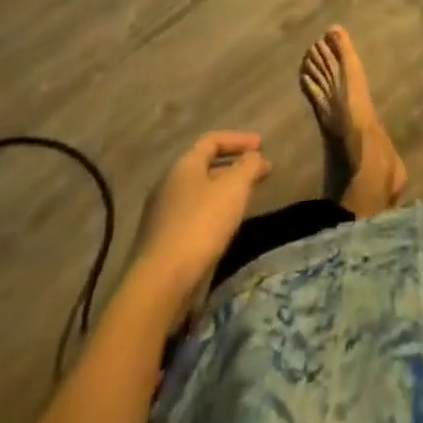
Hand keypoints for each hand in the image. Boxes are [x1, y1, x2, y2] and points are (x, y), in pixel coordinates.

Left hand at [136, 132, 271, 295]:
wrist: (160, 283)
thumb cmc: (201, 224)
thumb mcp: (234, 188)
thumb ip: (248, 166)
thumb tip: (254, 156)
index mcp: (184, 164)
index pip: (213, 140)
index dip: (239, 140)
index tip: (262, 146)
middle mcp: (168, 183)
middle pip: (205, 167)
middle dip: (234, 168)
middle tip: (259, 174)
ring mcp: (161, 214)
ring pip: (199, 193)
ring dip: (223, 192)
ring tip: (245, 201)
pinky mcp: (160, 242)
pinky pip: (192, 216)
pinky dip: (211, 213)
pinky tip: (223, 228)